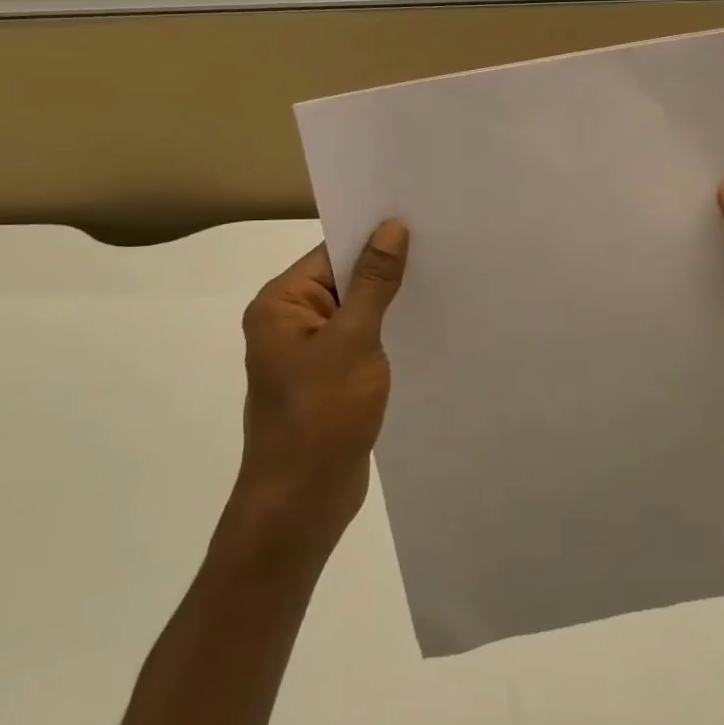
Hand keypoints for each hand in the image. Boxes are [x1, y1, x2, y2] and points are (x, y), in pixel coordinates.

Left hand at [228, 221, 409, 557]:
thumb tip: (391, 227)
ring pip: (357, 311)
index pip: (331, 253)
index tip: (421, 220)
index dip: (374, 236)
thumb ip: (374, 282)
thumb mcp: (353, 341)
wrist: (301, 504)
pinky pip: (361, 340)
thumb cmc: (320, 416)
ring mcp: (309, 353)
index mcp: (281, 305)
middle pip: (344, 279)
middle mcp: (290, 322)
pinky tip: (423, 324)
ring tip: (442, 279)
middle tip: (443, 247)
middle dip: (388, 268)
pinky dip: (387, 331)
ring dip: (390, 301)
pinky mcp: (329, 379)